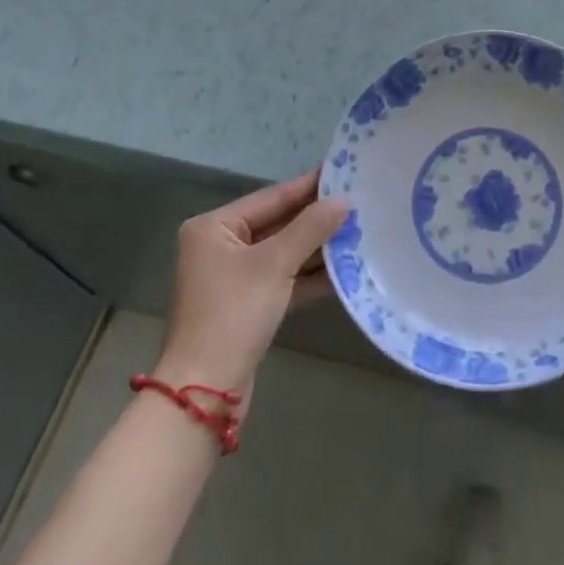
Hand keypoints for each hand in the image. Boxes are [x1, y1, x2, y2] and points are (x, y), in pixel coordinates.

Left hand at [155, 170, 349, 403]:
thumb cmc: (233, 314)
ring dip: (317, 248)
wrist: (205, 391)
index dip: (307, 186)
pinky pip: (283, 279)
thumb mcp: (274, 264)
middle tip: (358, 203)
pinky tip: (343, 270)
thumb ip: (311, 227)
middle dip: (316, 219)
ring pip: (283, 253)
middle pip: (277, 224)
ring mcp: (233, 278)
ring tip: (358, 232)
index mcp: (214, 228)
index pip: (270, 197)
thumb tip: (344, 200)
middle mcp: (220, 247)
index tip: (342, 173)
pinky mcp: (247, 305)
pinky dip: (308, 275)